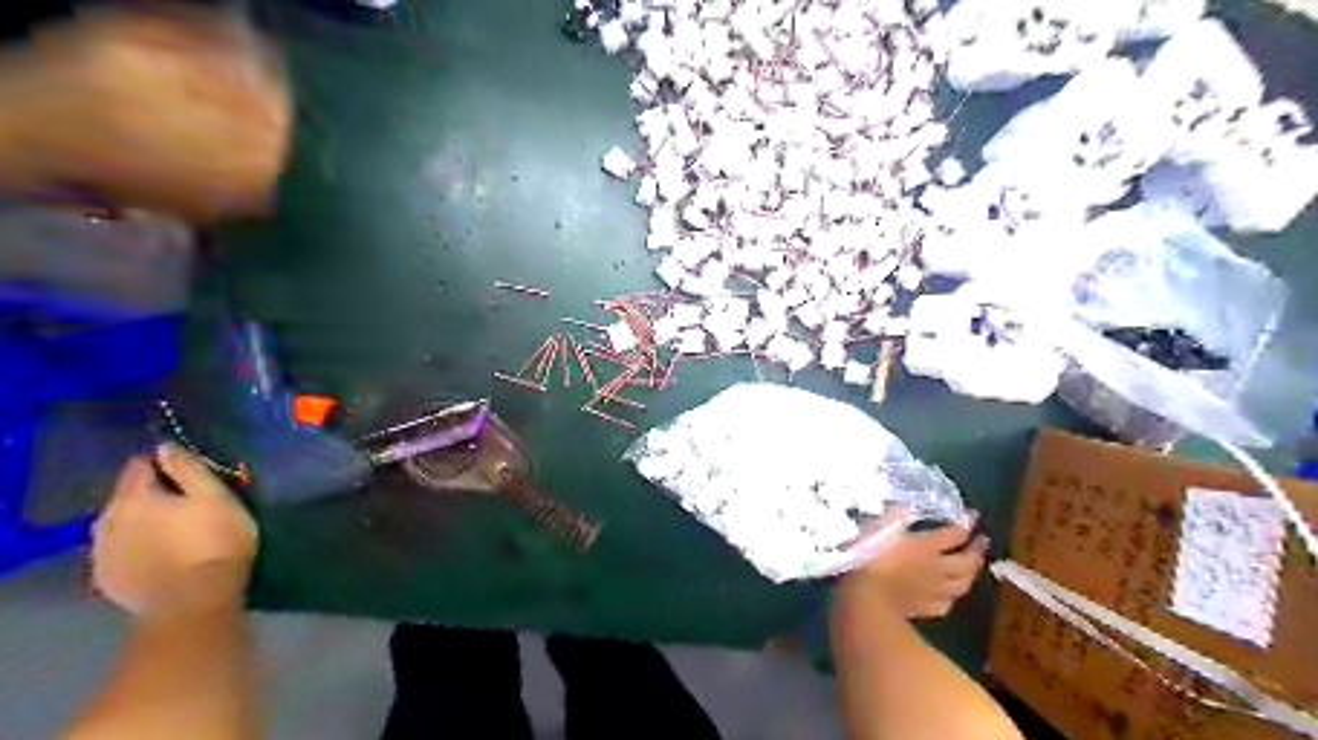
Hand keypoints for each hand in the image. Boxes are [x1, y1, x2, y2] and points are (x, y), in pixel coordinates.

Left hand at [93, 445, 256, 618]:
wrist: (194, 601)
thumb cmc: (214, 542)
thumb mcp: (216, 497)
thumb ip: (189, 469)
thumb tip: (166, 447)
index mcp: (134, 497)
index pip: (139, 465)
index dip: (163, 462)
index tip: (188, 469)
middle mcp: (107, 521)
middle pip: (126, 496)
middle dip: (151, 494)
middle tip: (187, 501)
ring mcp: (103, 553)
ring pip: (120, 525)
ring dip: (141, 522)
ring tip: (173, 529)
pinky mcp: (108, 579)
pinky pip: (120, 552)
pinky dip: (136, 547)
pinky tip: (160, 554)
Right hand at [839, 513, 982, 619]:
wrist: (864, 598)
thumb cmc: (867, 557)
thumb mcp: (878, 527)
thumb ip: (895, 516)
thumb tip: (907, 506)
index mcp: (926, 545)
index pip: (955, 533)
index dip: (966, 523)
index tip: (973, 516)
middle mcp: (936, 568)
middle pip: (966, 561)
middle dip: (976, 550)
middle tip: (982, 541)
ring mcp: (932, 591)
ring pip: (961, 584)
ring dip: (970, 574)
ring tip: (972, 567)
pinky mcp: (923, 609)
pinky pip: (945, 603)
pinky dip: (950, 596)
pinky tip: (947, 595)